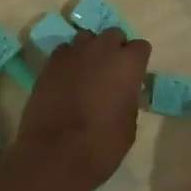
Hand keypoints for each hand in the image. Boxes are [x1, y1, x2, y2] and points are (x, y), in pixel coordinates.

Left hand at [8, 28, 150, 190]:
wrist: (54, 155)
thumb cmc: (101, 145)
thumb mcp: (129, 126)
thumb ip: (128, 99)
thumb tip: (122, 93)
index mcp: (127, 64)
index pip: (140, 47)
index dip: (138, 61)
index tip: (134, 77)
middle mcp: (101, 50)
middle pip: (113, 35)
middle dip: (115, 49)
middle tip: (111, 73)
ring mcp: (72, 54)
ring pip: (86, 38)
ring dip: (90, 51)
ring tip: (87, 72)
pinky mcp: (49, 64)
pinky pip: (64, 52)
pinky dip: (69, 61)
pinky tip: (67, 79)